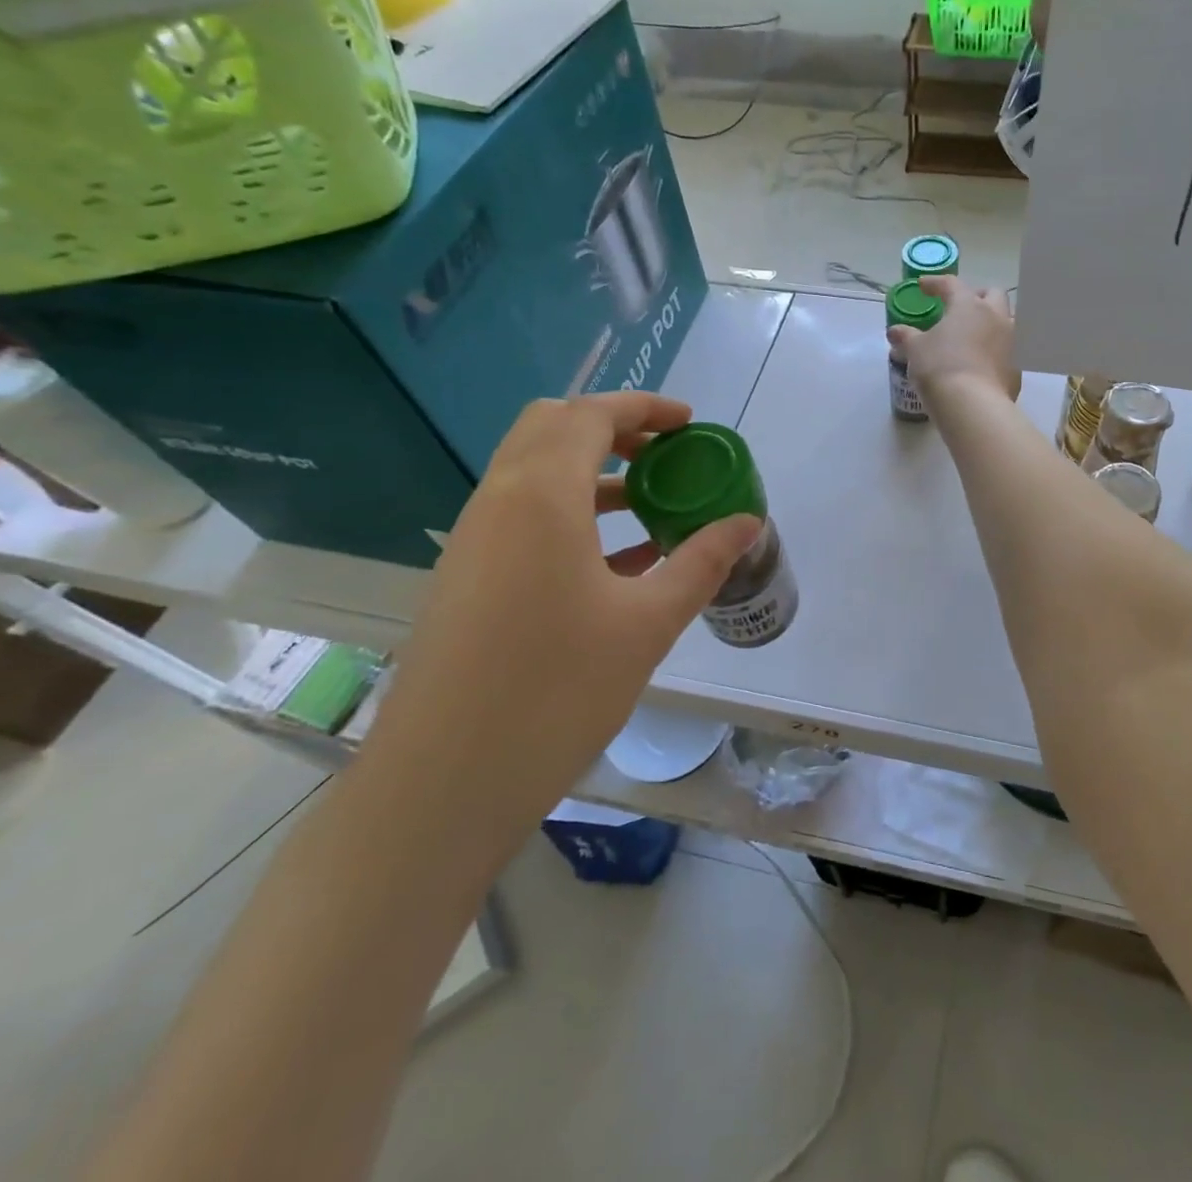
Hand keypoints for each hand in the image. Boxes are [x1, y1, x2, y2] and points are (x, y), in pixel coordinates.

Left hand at [362, 392, 761, 839]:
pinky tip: (618, 561)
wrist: (442, 783)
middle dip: (613, 428)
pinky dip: (570, 511)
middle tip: (665, 455)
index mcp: (541, 496)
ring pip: (533, 471)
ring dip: (591, 471)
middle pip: (552, 428)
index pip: (591, 415)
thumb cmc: (556, 691)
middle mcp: (498, 501)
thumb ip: (703, 562)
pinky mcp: (466, 576)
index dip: (644, 408)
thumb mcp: (648, 623)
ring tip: (650, 505)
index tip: (690, 424)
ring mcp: (474, 539)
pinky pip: (522, 515)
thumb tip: (748, 523)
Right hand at [888, 276, 1021, 404]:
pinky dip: (996, 352)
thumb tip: (895, 332)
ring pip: (1008, 321)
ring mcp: (1012, 342)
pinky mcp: (1018, 368)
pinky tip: (983, 364)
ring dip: (993, 322)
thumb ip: (906, 337)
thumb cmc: (940, 368)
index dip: (935, 283)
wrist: (974, 405)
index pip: (951, 284)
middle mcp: (996, 317)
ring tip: (976, 335)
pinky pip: (1009, 352)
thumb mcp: (916, 351)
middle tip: (961, 307)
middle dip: (977, 296)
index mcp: (969, 306)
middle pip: (993, 294)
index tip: (923, 286)